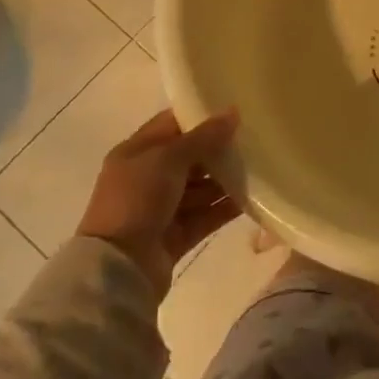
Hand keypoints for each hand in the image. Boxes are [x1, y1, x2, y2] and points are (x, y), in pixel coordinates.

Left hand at [79, 109, 240, 298]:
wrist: (119, 267)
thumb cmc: (137, 199)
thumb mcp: (168, 159)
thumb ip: (203, 137)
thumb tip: (233, 112)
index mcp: (136, 153)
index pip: (171, 125)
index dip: (199, 116)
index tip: (233, 111)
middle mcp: (148, 178)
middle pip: (189, 157)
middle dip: (218, 150)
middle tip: (253, 140)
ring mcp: (162, 209)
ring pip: (200, 188)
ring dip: (225, 180)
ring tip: (259, 168)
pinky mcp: (176, 235)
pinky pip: (206, 215)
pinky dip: (225, 208)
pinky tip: (251, 198)